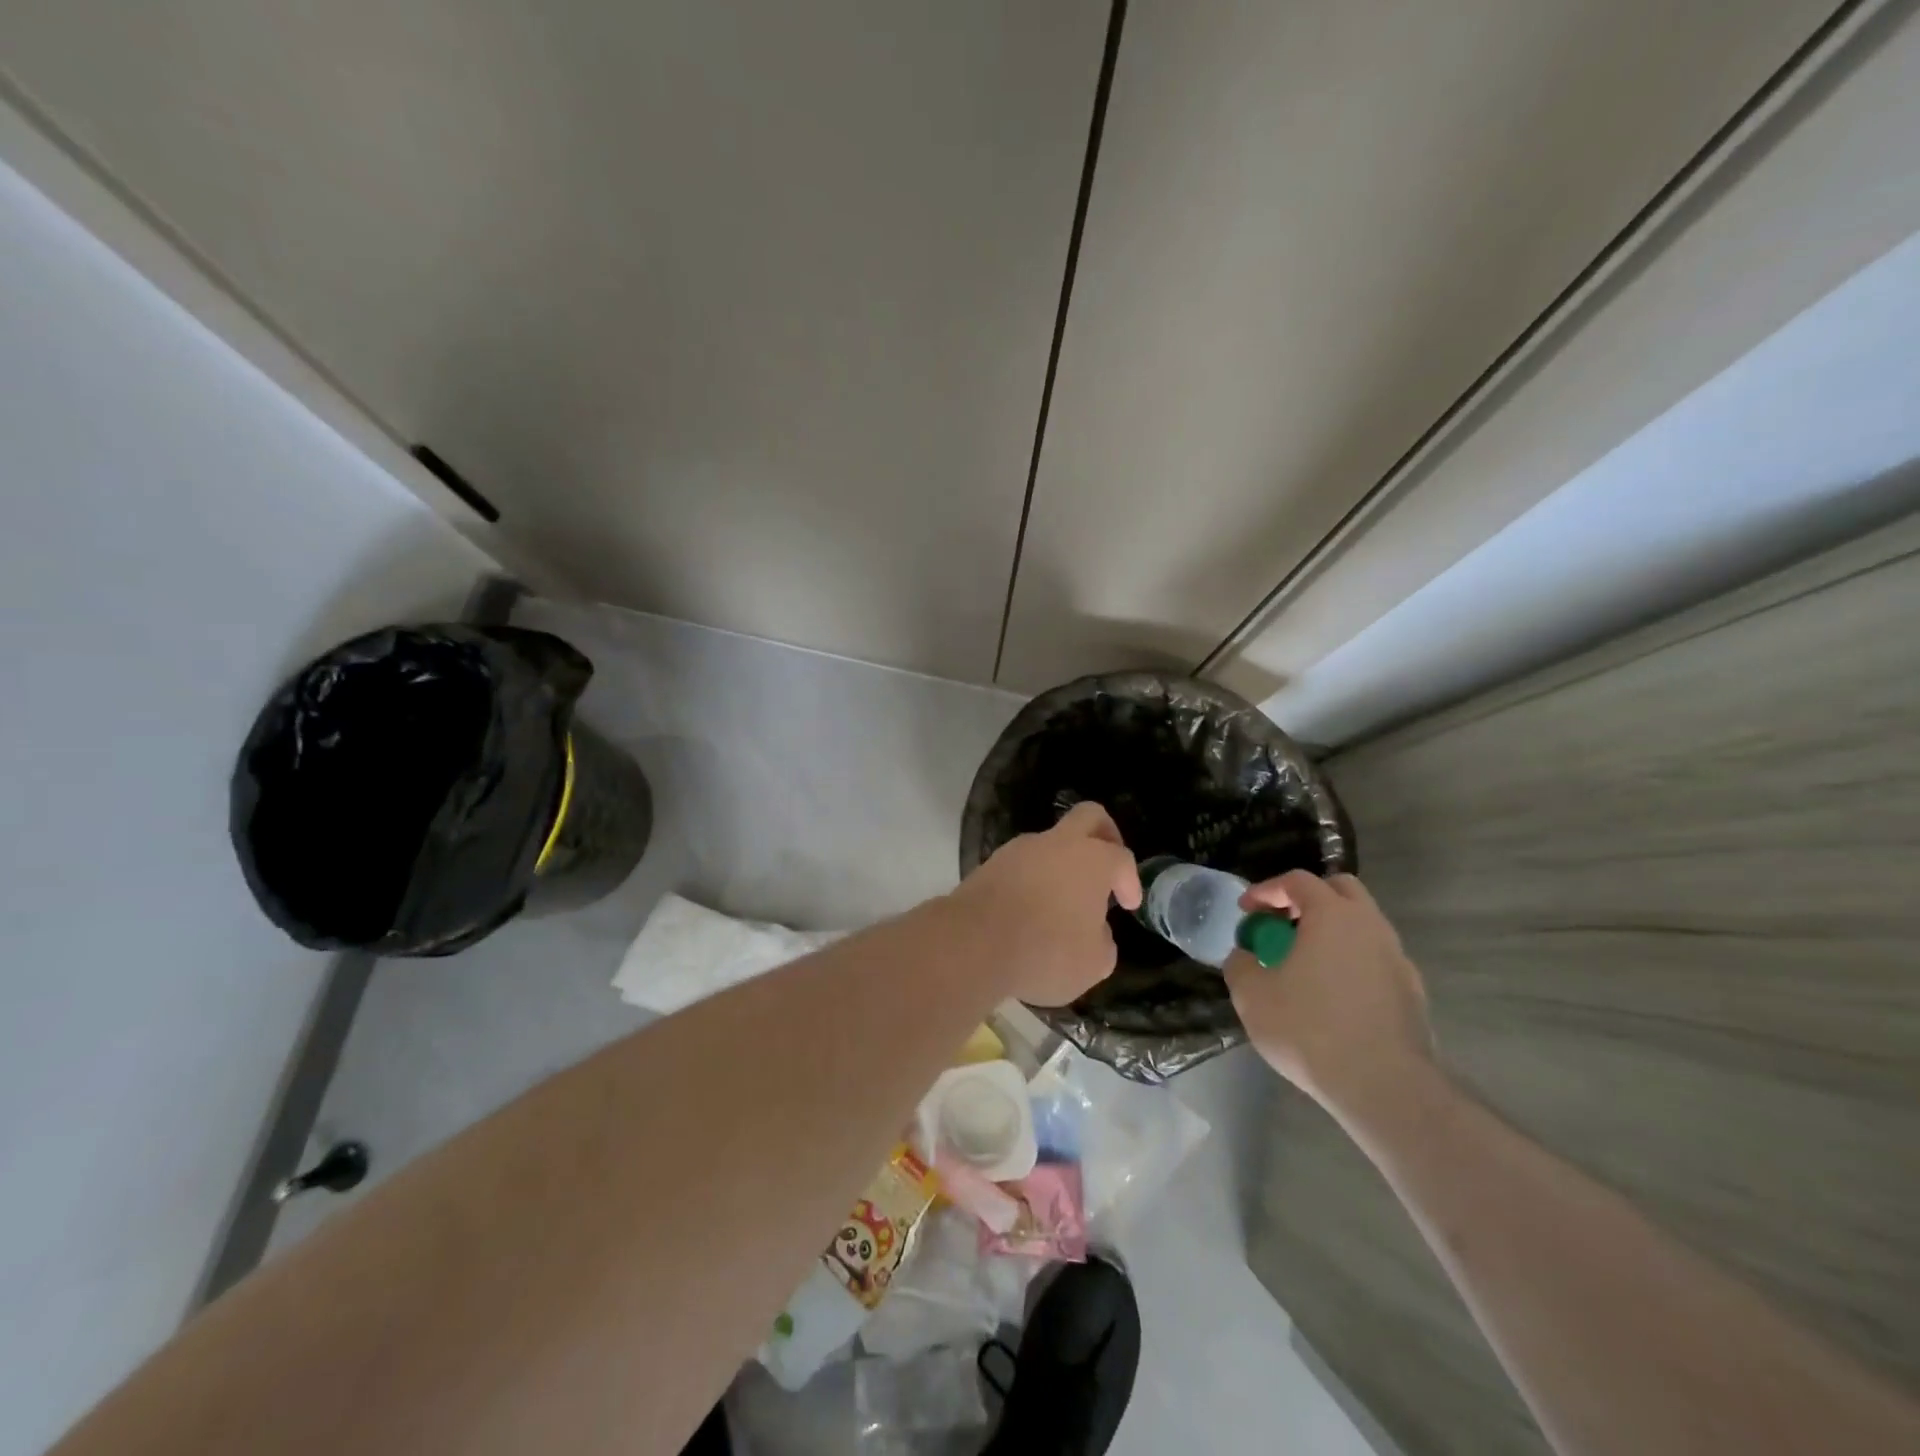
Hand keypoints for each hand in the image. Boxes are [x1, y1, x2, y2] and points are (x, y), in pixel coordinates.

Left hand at [951, 802, 1141, 1006]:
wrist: (974, 943)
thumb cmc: (1047, 951)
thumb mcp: (1094, 963)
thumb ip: (1103, 942)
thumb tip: (1095, 932)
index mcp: (1093, 859)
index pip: (1122, 858)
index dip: (1130, 881)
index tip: (1128, 905)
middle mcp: (1057, 843)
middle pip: (1088, 817)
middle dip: (1105, 835)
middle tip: (1107, 866)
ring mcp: (1019, 849)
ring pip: (1049, 842)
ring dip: (1061, 863)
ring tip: (1062, 903)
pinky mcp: (990, 864)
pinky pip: (1022, 864)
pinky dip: (1032, 879)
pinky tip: (1030, 911)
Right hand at [1224, 871, 1435, 1127]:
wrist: (1383, 1086)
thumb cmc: (1309, 1029)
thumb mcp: (1252, 995)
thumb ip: (1241, 965)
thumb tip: (1244, 956)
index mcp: (1332, 915)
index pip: (1297, 881)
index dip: (1266, 890)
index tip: (1246, 910)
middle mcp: (1370, 926)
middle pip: (1340, 890)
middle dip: (1307, 899)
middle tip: (1281, 924)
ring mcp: (1398, 958)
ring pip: (1362, 926)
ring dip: (1331, 933)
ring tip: (1304, 963)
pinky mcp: (1412, 992)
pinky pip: (1376, 960)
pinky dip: (1351, 962)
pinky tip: (1333, 995)